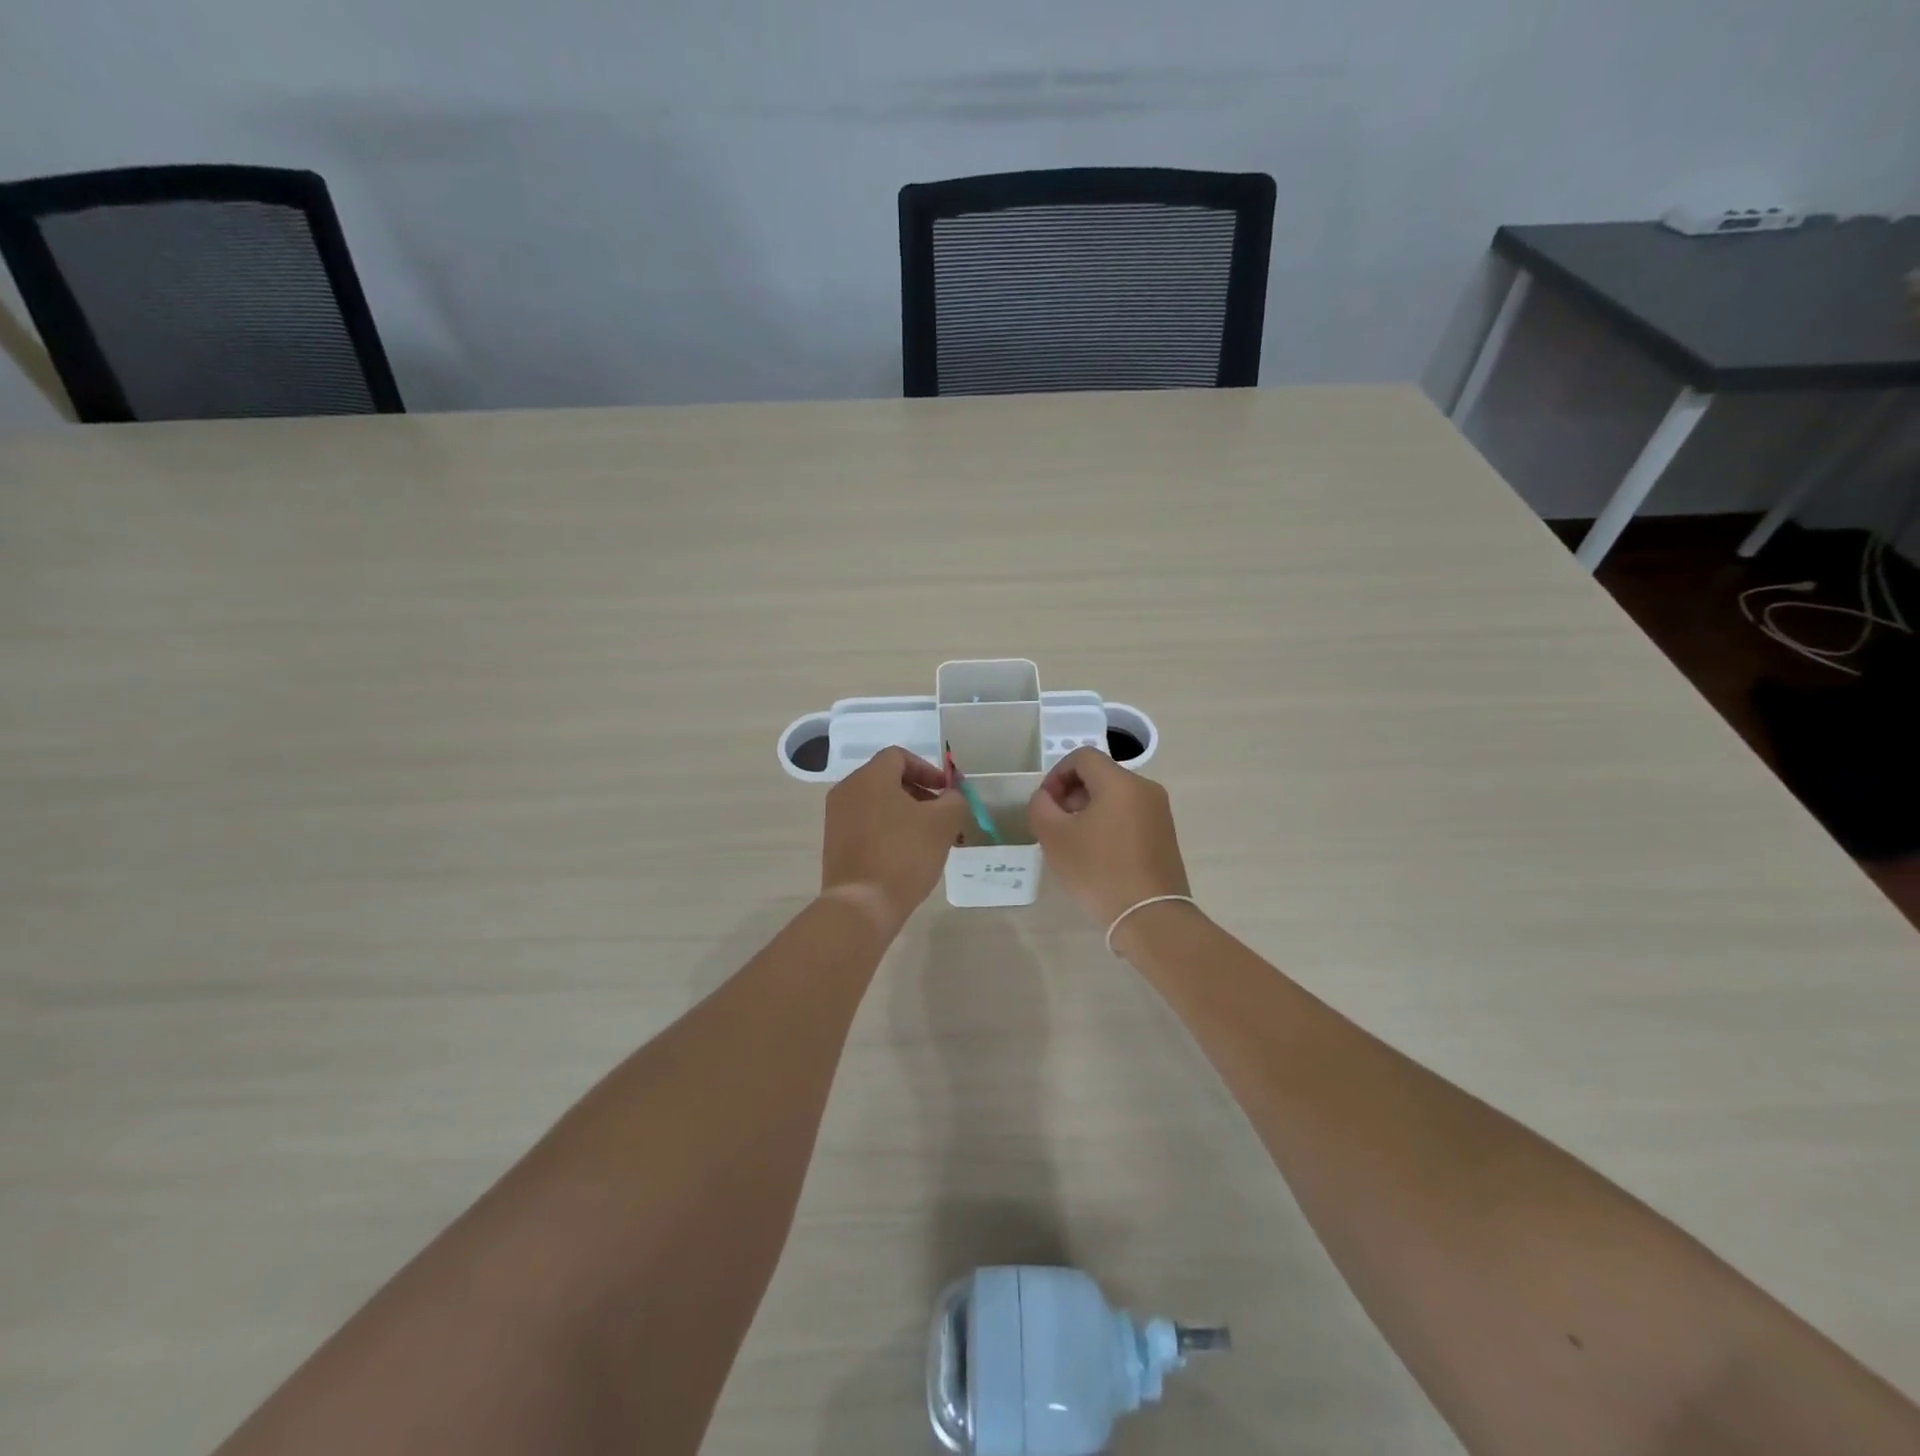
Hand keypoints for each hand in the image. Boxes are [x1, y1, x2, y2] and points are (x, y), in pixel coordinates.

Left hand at [821, 747, 969, 932]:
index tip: (945, 792)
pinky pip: (865, 823)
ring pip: (876, 802)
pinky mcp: (834, 843)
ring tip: (926, 837)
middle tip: (940, 814)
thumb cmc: (904, 855)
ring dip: (904, 812)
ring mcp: (836, 817)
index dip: (927, 769)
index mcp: (870, 778)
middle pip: (886, 778)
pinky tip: (904, 853)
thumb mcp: (943, 824)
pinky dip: (887, 828)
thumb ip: (954, 800)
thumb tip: (951, 795)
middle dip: (918, 791)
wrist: (862, 905)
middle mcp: (847, 790)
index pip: (899, 756)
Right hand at [1028, 747, 1191, 927]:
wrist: (1150, 916)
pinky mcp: (1165, 835)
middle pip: (1100, 775)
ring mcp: (1159, 812)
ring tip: (1074, 841)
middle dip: (1072, 793)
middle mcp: (1145, 789)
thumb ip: (1041, 807)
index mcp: (1120, 782)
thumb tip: (1046, 798)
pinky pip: (1130, 814)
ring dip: (1089, 809)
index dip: (1056, 774)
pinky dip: (1108, 822)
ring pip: (1115, 796)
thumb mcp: (1055, 837)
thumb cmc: (1099, 871)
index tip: (1046, 804)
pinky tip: (1097, 854)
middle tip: (1055, 824)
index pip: (1082, 757)